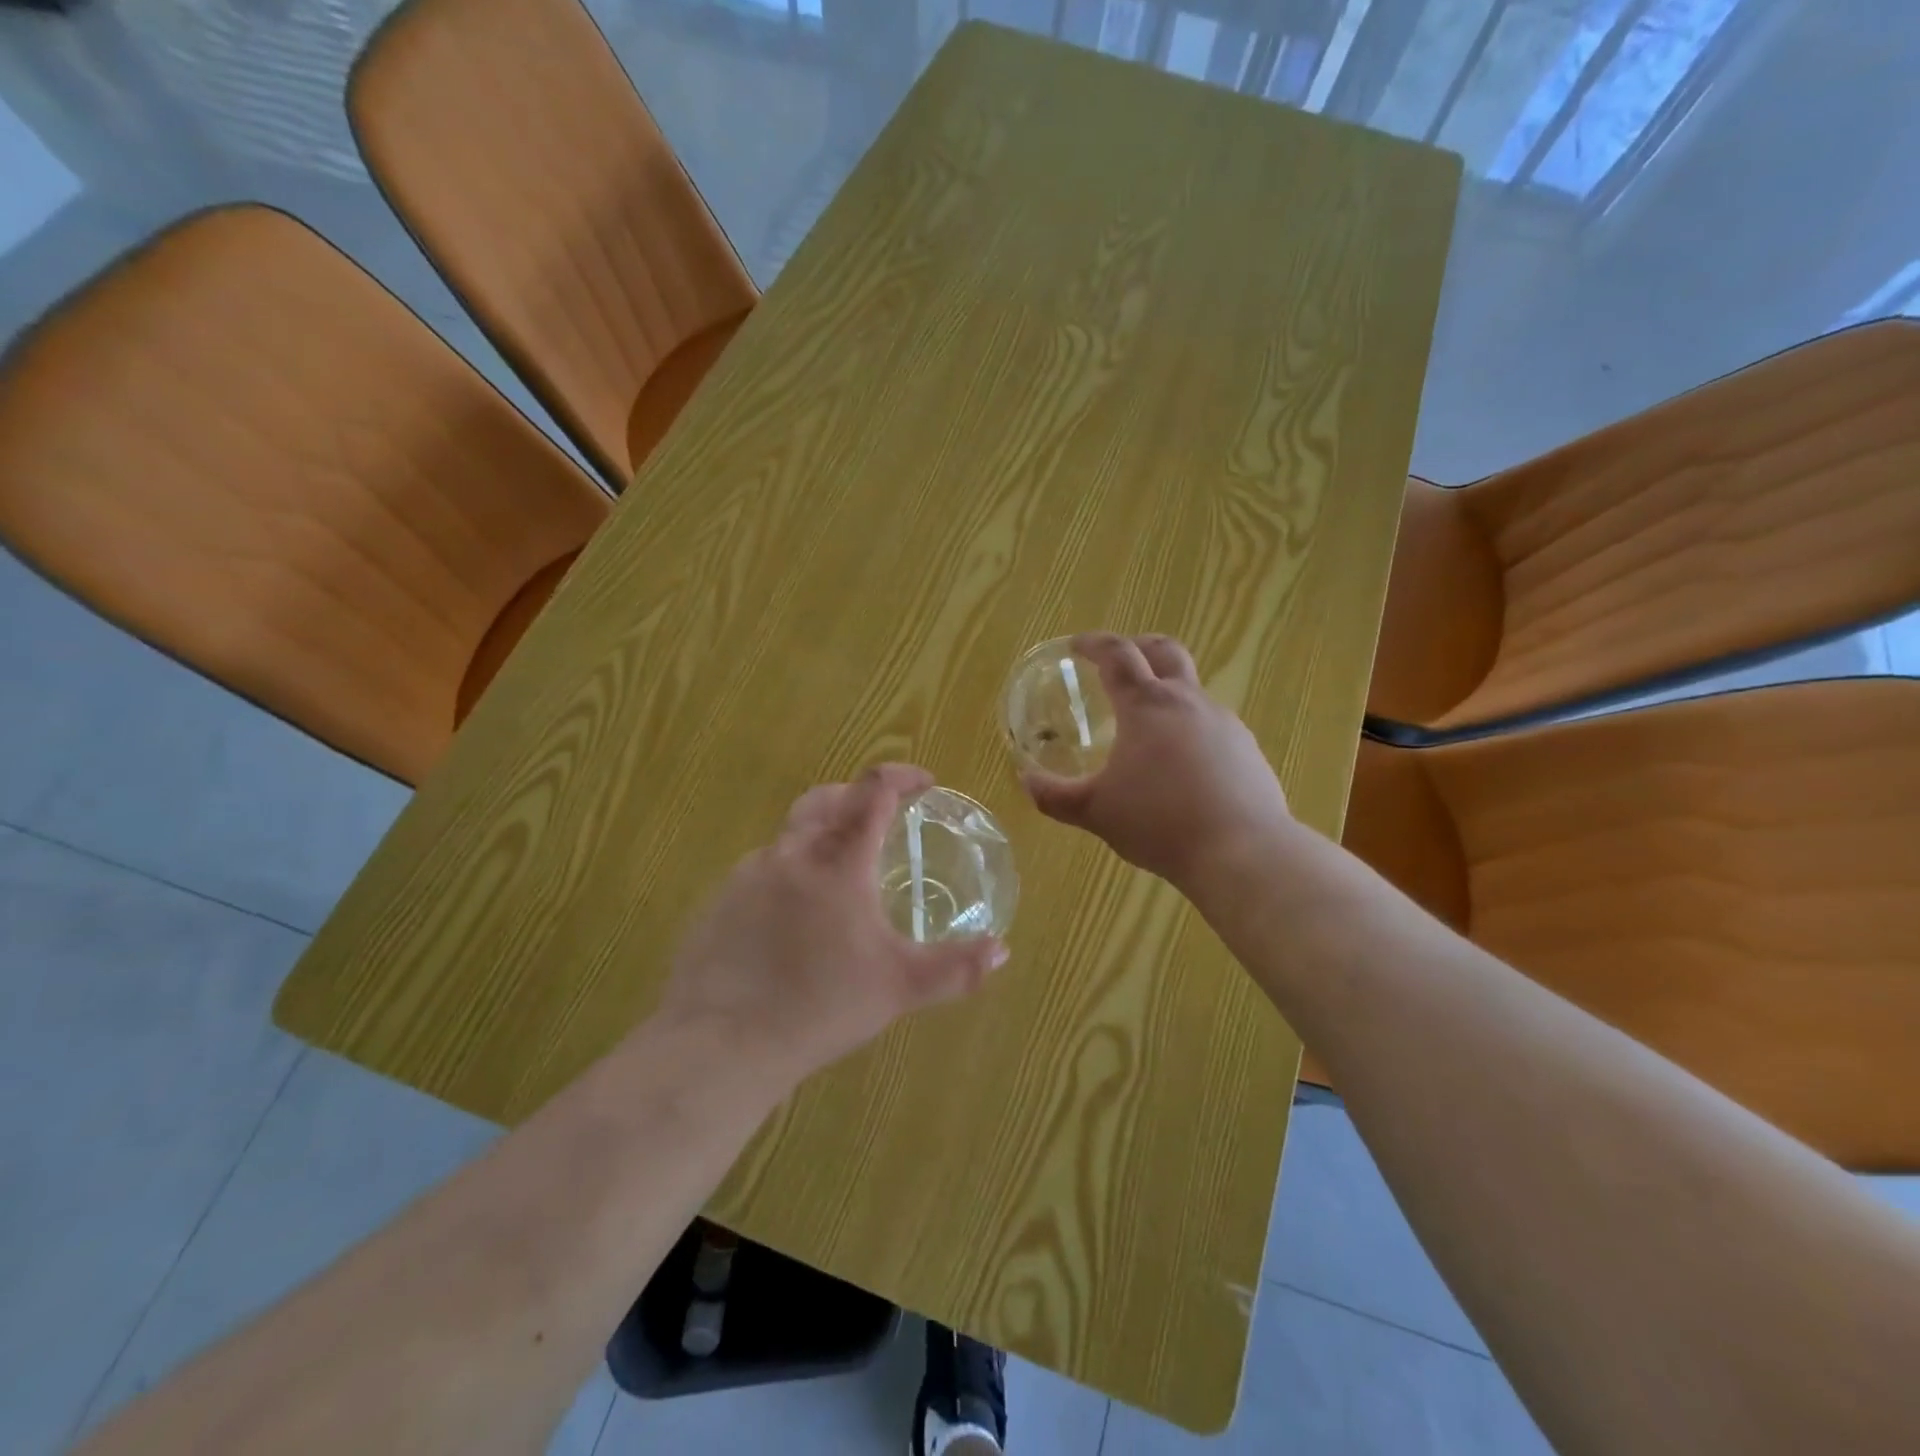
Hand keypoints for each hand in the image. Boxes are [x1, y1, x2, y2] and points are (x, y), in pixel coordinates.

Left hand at [659, 764, 1008, 1086]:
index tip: (924, 782)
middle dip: (858, 796)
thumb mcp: (900, 987)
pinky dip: (789, 870)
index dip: (901, 777)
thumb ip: (956, 968)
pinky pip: (762, 868)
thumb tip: (1001, 952)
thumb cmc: (821, 1006)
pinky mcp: (720, 900)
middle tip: (881, 815)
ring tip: (841, 872)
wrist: (722, 1043)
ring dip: (821, 834)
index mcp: (839, 861)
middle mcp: (792, 853)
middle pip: (826, 799)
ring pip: (791, 834)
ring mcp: (749, 874)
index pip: (873, 792)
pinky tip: (794, 914)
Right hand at [1023, 633, 1294, 890]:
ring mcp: (1225, 723)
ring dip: (1167, 696)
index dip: (1094, 644)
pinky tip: (1184, 769)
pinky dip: (1191, 731)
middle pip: (1166, 652)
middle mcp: (1188, 702)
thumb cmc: (1159, 823)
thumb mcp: (1096, 812)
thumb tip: (1027, 780)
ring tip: (1148, 732)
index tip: (1077, 645)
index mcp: (1147, 706)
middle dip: (1140, 647)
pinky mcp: (1248, 750)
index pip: (1117, 655)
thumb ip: (1055, 796)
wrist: (1242, 852)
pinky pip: (1213, 727)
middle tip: (1120, 661)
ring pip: (1192, 692)